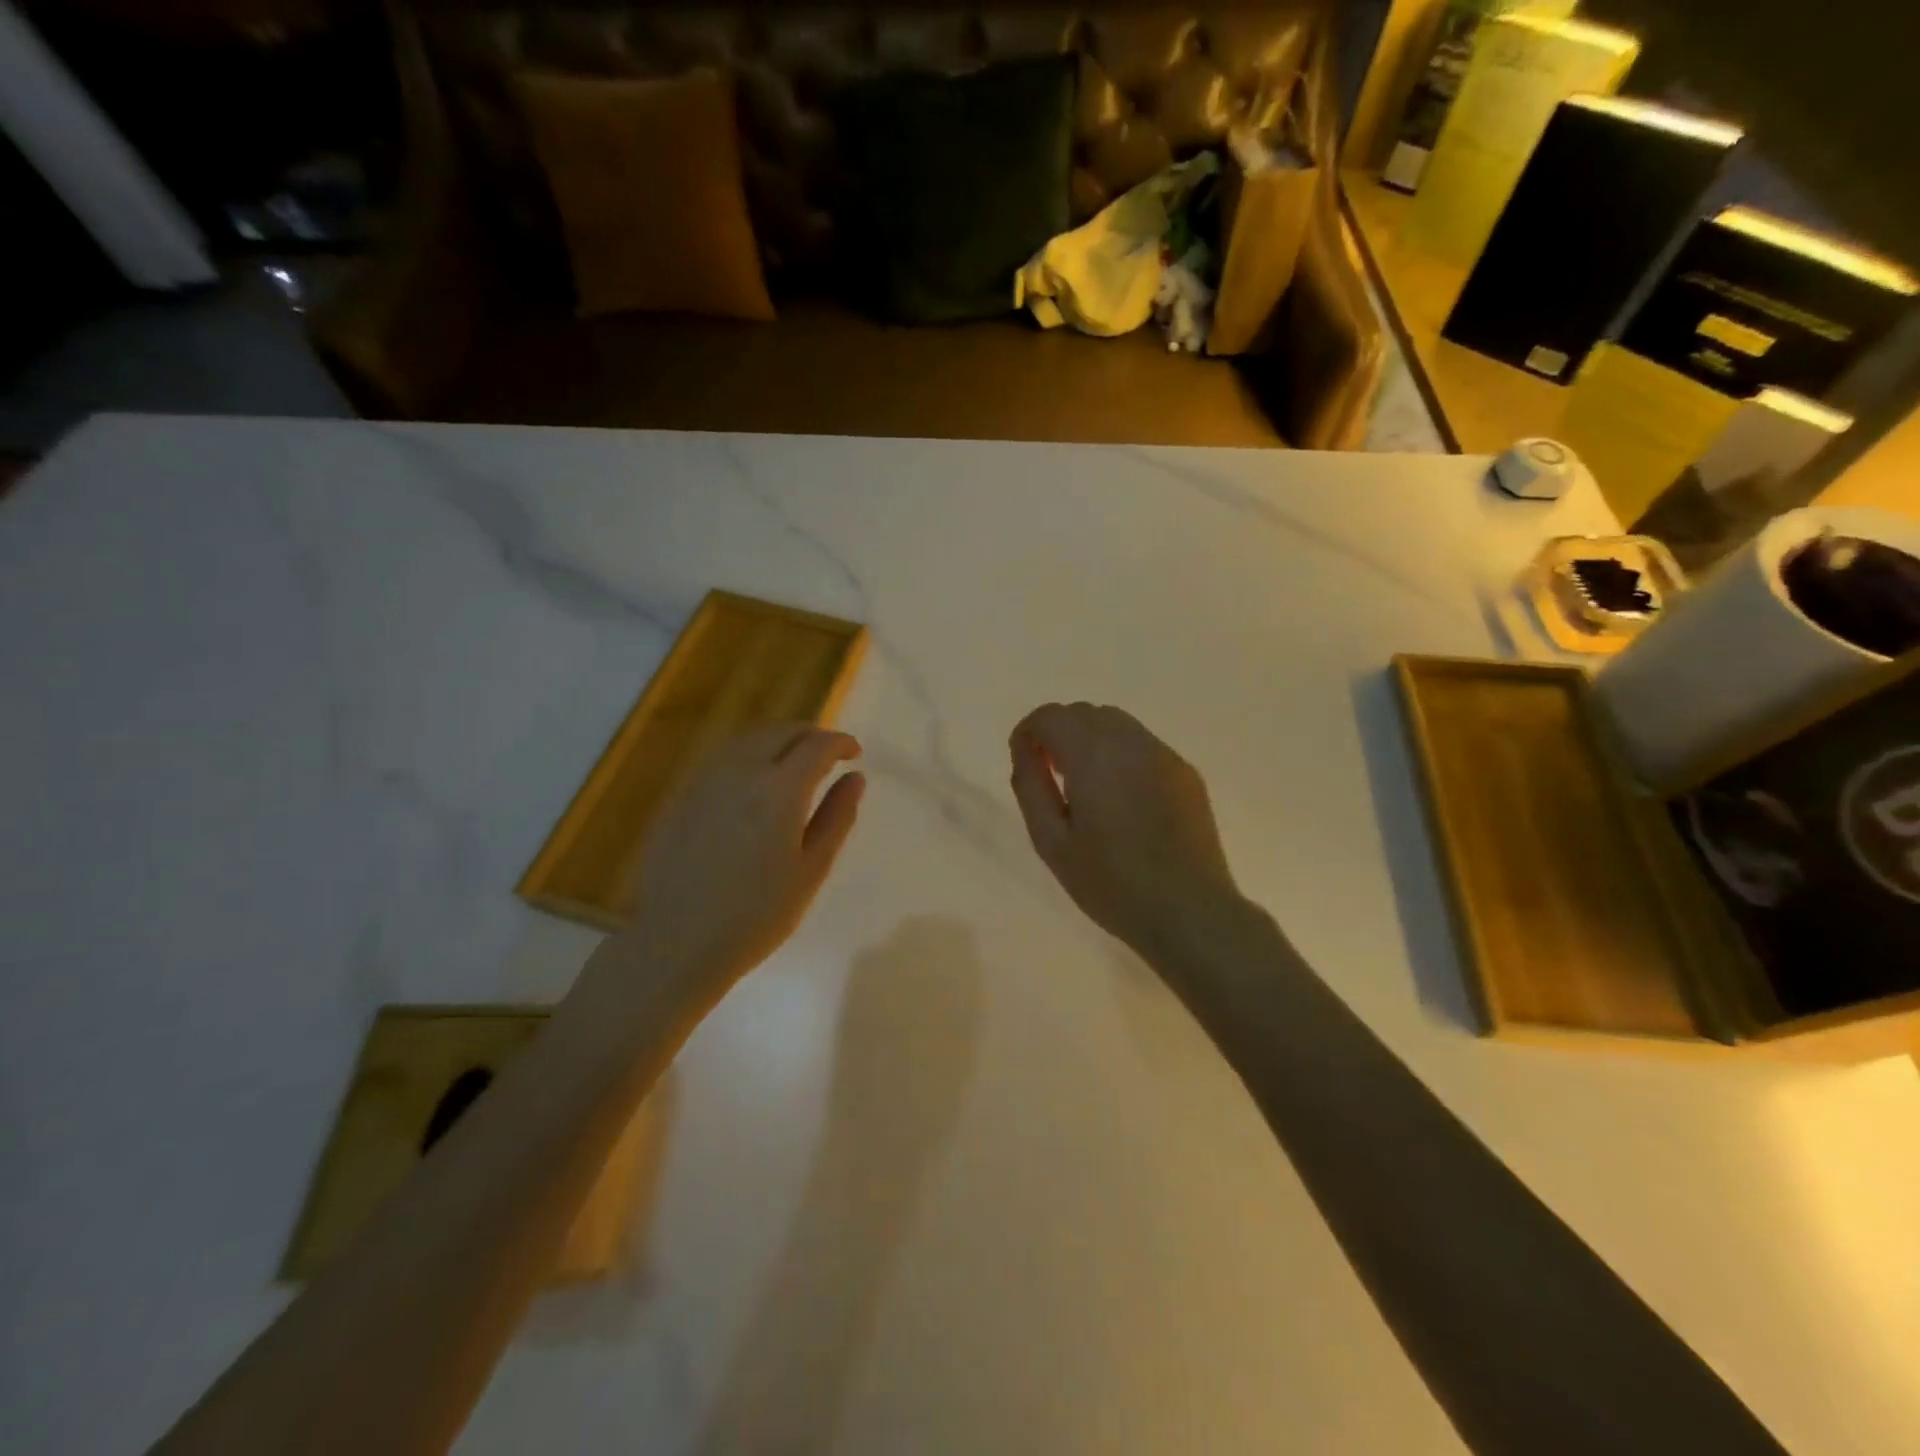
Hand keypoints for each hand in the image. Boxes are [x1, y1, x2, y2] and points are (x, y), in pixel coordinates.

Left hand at [603, 723, 865, 992]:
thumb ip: (837, 817)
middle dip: (811, 735)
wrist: (677, 941)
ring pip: (749, 739)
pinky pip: (724, 758)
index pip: (818, 744)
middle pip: (782, 732)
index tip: (855, 754)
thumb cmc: (756, 914)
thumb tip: (855, 778)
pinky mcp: (682, 796)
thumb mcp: (811, 870)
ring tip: (795, 765)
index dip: (841, 743)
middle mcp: (741, 771)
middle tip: (829, 757)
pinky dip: (750, 756)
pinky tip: (755, 784)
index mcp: (780, 788)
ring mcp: (705, 780)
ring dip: (779, 741)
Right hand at [1009, 703, 1243, 956]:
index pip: (1051, 716)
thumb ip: (1031, 786)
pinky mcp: (1186, 772)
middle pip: (1084, 713)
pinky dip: (1121, 754)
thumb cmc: (1110, 882)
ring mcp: (1164, 754)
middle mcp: (1130, 741)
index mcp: (1093, 755)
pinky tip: (1123, 799)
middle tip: (1051, 774)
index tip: (1024, 760)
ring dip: (1091, 740)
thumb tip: (1025, 751)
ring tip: (1086, 785)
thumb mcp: (1051, 842)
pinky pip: (1143, 745)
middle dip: (1059, 732)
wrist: (1188, 911)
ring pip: (1117, 724)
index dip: (1028, 732)